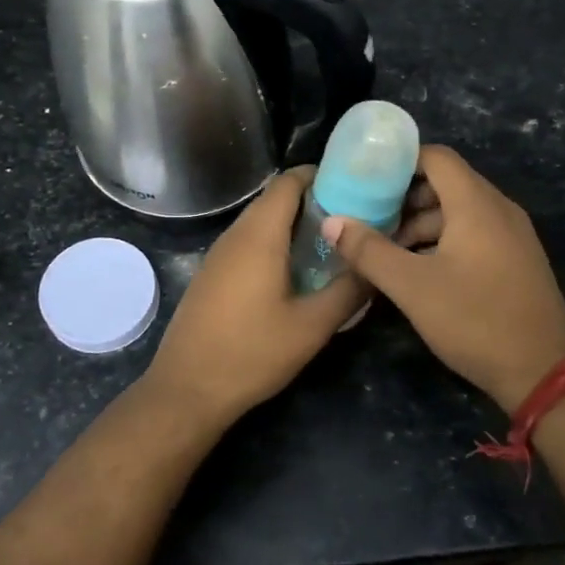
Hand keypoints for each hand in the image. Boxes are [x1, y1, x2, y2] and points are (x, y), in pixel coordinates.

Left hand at [145, 168, 367, 430]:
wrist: (188, 389)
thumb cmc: (252, 353)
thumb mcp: (312, 326)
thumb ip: (349, 290)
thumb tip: (377, 265)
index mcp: (260, 236)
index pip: (289, 182)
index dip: (320, 176)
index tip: (354, 186)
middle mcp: (235, 235)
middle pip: (275, 199)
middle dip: (313, 201)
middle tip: (352, 218)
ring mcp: (218, 255)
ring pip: (260, 222)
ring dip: (293, 225)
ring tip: (331, 243)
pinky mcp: (212, 274)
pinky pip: (247, 243)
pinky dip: (274, 243)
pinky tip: (295, 271)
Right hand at [322, 145, 564, 412]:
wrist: (543, 372)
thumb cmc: (475, 320)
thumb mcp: (412, 287)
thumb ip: (369, 251)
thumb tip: (331, 223)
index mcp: (476, 205)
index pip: (436, 157)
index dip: (399, 161)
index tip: (365, 178)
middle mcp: (499, 209)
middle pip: (447, 183)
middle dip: (405, 197)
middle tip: (369, 217)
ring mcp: (513, 236)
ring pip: (460, 211)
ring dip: (422, 222)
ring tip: (387, 249)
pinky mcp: (517, 260)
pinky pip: (475, 233)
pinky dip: (444, 239)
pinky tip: (420, 269)